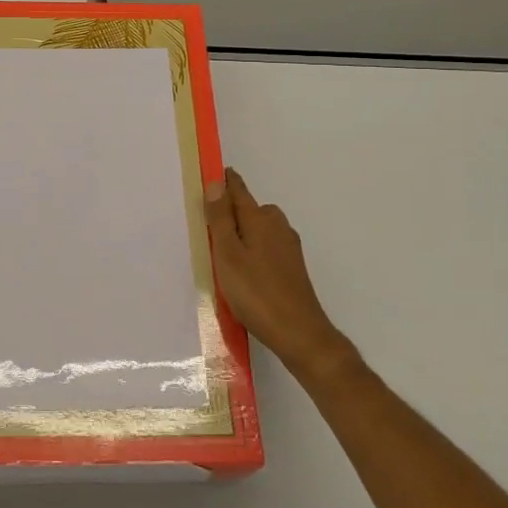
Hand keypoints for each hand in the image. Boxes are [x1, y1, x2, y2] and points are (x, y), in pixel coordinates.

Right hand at [206, 168, 353, 381]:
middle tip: (208, 229)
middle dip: (231, 212)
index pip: (238, 190)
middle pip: (249, 209)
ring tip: (222, 256)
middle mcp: (277, 226)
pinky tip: (244, 273)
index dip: (224, 182)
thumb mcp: (228, 254)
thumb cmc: (256, 292)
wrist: (299, 333)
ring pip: (259, 230)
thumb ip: (221, 218)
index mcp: (260, 219)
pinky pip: (266, 247)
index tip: (211, 174)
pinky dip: (253, 251)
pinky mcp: (293, 267)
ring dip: (242, 235)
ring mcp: (288, 247)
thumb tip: (217, 182)